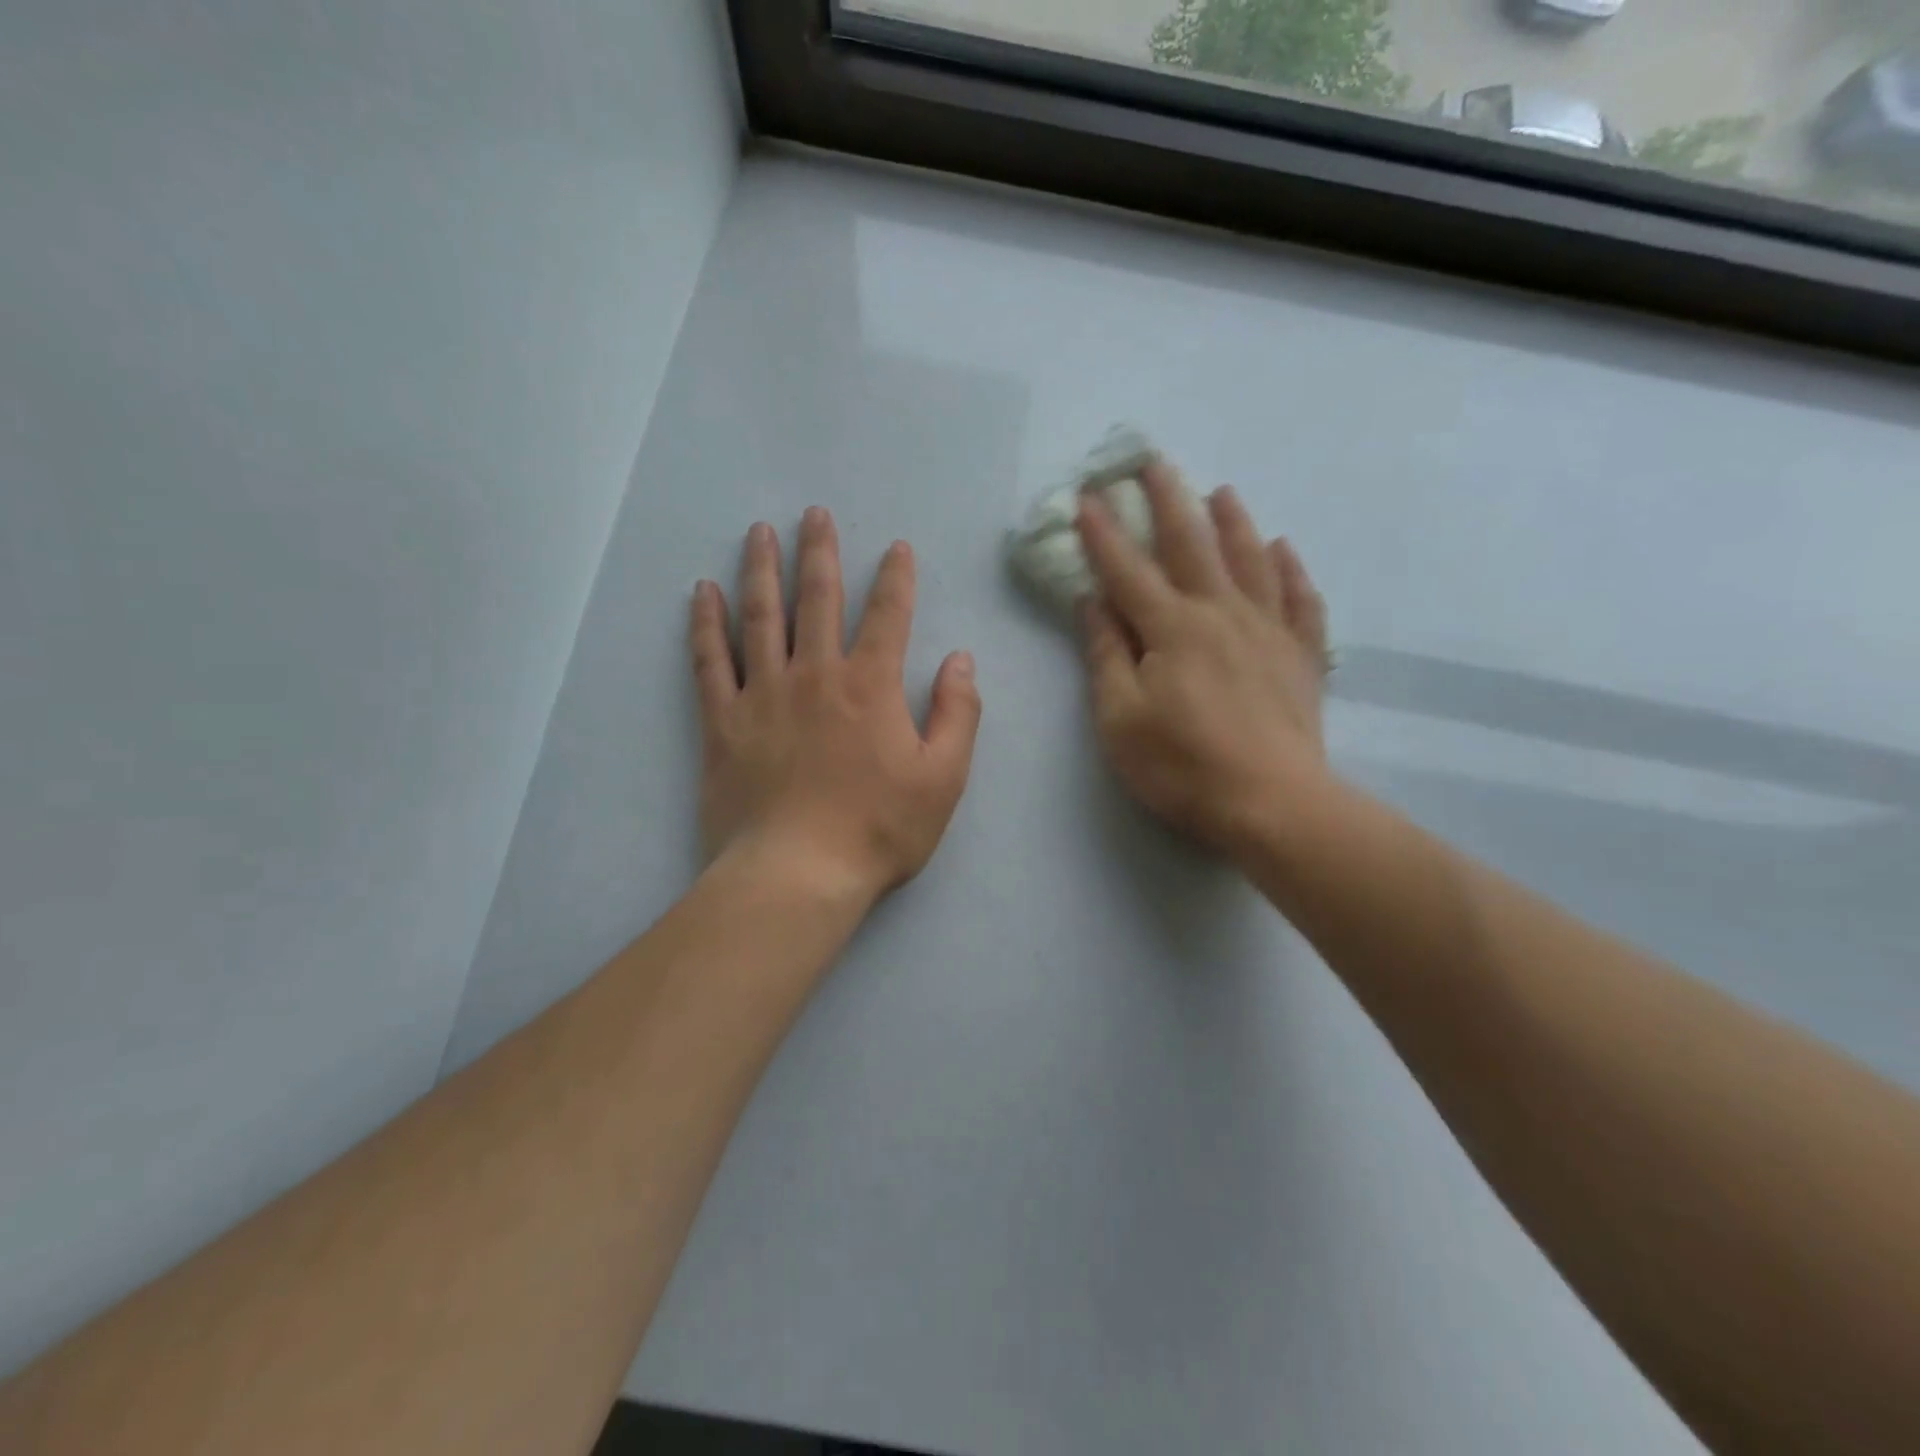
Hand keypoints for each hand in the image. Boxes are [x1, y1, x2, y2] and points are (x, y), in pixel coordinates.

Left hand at [690, 509, 982, 903]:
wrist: (798, 874)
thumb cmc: (879, 829)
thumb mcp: (943, 778)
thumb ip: (958, 714)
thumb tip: (961, 660)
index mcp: (870, 687)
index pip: (888, 616)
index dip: (896, 578)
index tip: (897, 549)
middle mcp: (814, 676)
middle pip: (817, 600)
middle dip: (820, 553)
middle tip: (814, 514)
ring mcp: (763, 695)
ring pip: (760, 617)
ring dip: (761, 570)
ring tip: (759, 532)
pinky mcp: (723, 722)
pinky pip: (709, 662)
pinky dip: (704, 624)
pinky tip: (701, 593)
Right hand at [1076, 461, 1332, 857]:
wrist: (1273, 804)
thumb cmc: (1182, 766)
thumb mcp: (1120, 718)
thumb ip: (1107, 655)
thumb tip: (1092, 602)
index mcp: (1171, 628)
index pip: (1128, 570)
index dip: (1104, 533)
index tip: (1087, 496)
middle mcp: (1221, 613)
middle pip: (1192, 545)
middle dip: (1169, 500)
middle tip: (1155, 462)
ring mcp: (1269, 631)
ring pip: (1251, 560)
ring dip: (1234, 522)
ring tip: (1223, 491)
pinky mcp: (1302, 657)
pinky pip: (1300, 601)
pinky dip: (1292, 572)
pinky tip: (1285, 551)